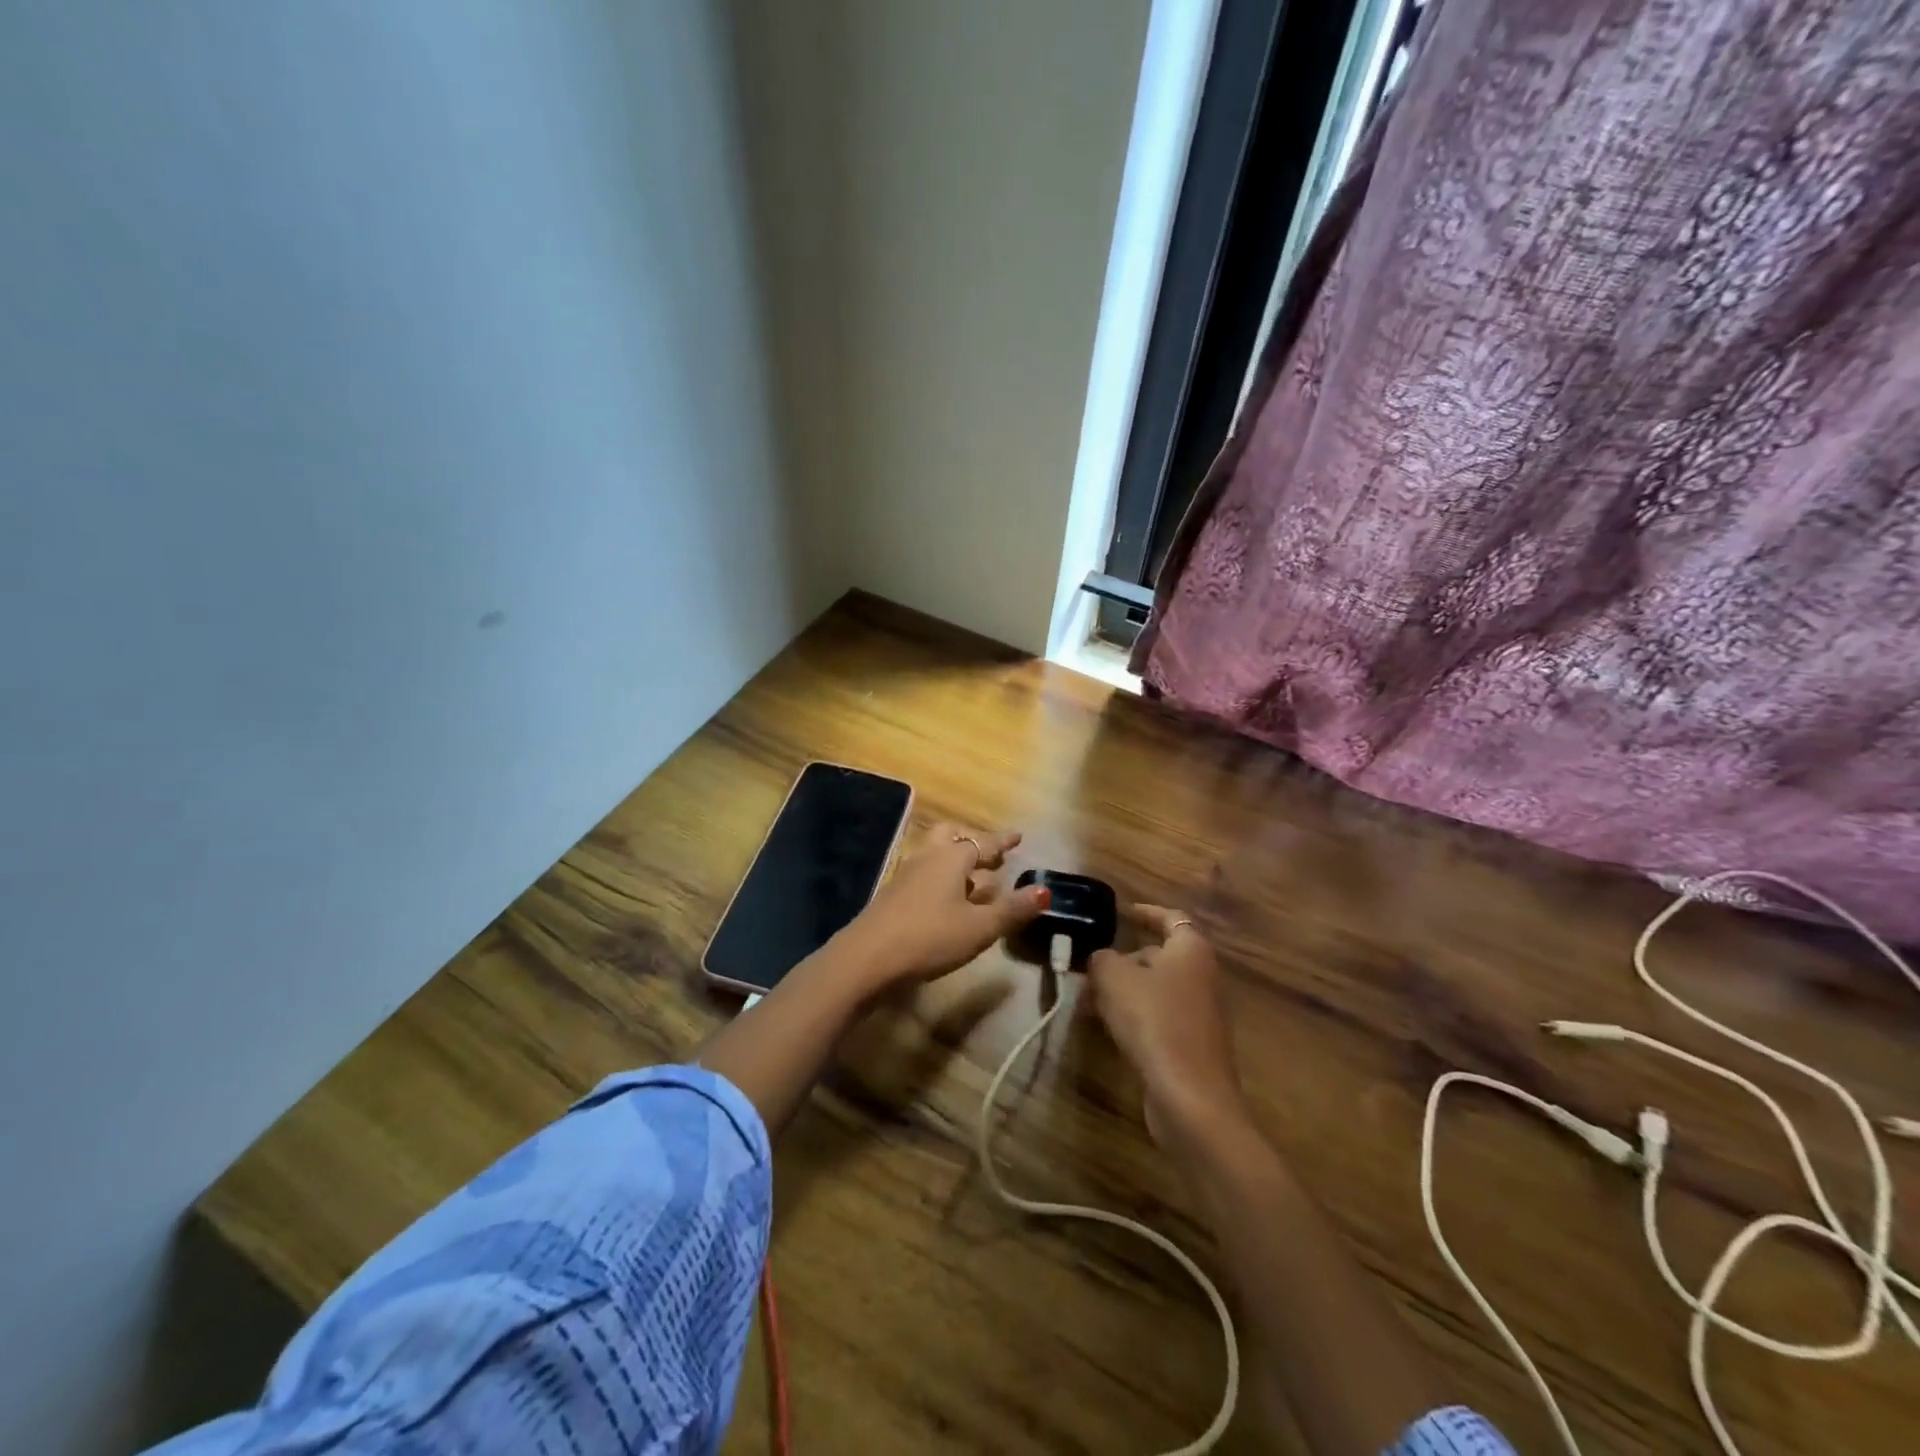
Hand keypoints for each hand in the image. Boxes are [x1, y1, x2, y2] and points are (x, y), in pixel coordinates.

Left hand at [835, 821, 1049, 989]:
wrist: (867, 958)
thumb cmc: (929, 937)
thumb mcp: (979, 928)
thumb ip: (1011, 909)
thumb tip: (1044, 891)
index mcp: (951, 858)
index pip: (982, 842)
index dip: (1002, 841)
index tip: (1018, 836)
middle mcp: (928, 858)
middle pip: (951, 837)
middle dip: (973, 844)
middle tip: (993, 857)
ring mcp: (906, 875)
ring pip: (936, 856)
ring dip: (958, 863)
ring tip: (977, 881)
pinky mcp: (893, 895)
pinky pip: (925, 875)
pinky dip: (943, 879)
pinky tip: (950, 903)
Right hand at [1087, 905, 1248, 1139]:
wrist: (1189, 1095)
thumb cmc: (1154, 1020)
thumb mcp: (1113, 978)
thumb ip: (1101, 959)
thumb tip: (1100, 960)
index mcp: (1190, 949)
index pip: (1170, 918)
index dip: (1146, 913)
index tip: (1123, 913)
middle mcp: (1202, 976)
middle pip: (1159, 956)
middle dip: (1123, 959)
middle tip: (1089, 967)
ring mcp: (1200, 1012)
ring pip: (1155, 989)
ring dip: (1123, 991)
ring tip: (1087, 1000)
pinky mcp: (1191, 1044)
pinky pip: (1157, 1017)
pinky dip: (1133, 1016)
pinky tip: (1105, 1028)